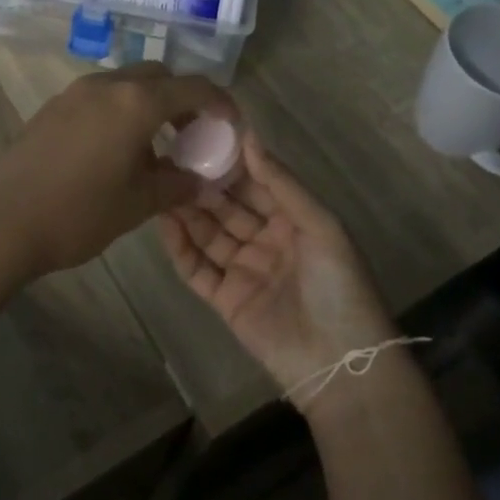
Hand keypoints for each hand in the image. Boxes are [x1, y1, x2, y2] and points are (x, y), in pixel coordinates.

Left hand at [0, 64, 235, 277]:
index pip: (193, 87)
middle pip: (158, 76)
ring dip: (150, 104)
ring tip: (155, 146)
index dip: (220, 102)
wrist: (1, 221)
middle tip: (193, 133)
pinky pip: (101, 97)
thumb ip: (176, 185)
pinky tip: (117, 150)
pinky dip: (121, 111)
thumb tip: (199, 180)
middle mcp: (107, 85)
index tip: (231, 124)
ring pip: (127, 84)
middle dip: (183, 98)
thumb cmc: (78, 212)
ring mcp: (75, 93)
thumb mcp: (138, 204)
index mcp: (136, 102)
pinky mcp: (53, 107)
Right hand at [158, 132, 398, 406]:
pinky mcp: (225, 299)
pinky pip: (198, 268)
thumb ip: (281, 183)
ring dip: (188, 212)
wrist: (338, 362)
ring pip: (209, 235)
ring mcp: (245, 270)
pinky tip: (164, 224)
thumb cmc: (338, 285)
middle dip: (203, 185)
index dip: (232, 163)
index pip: (257, 184)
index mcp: (295, 221)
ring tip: (161, 186)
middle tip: (171, 159)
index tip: (202, 137)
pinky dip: (181, 248)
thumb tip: (249, 136)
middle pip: (228, 207)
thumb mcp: (320, 226)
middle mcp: (267, 241)